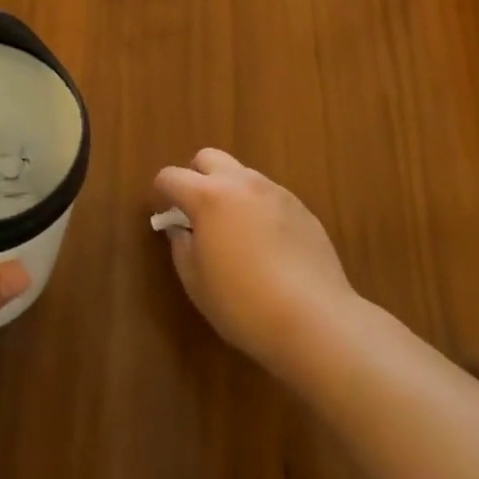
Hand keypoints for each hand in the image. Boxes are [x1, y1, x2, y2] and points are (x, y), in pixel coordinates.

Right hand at [154, 148, 357, 384]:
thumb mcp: (196, 282)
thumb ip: (181, 246)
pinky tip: (266, 245)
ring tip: (234, 230)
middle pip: (208, 158)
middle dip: (196, 177)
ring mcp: (276, 193)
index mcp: (208, 196)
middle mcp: (241, 183)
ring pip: (242, 175)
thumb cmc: (244, 304)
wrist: (316, 321)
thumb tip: (181, 230)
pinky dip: (258, 208)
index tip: (164, 214)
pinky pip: (270, 196)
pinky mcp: (302, 210)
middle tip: (197, 212)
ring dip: (229, 191)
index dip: (161, 192)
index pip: (171, 177)